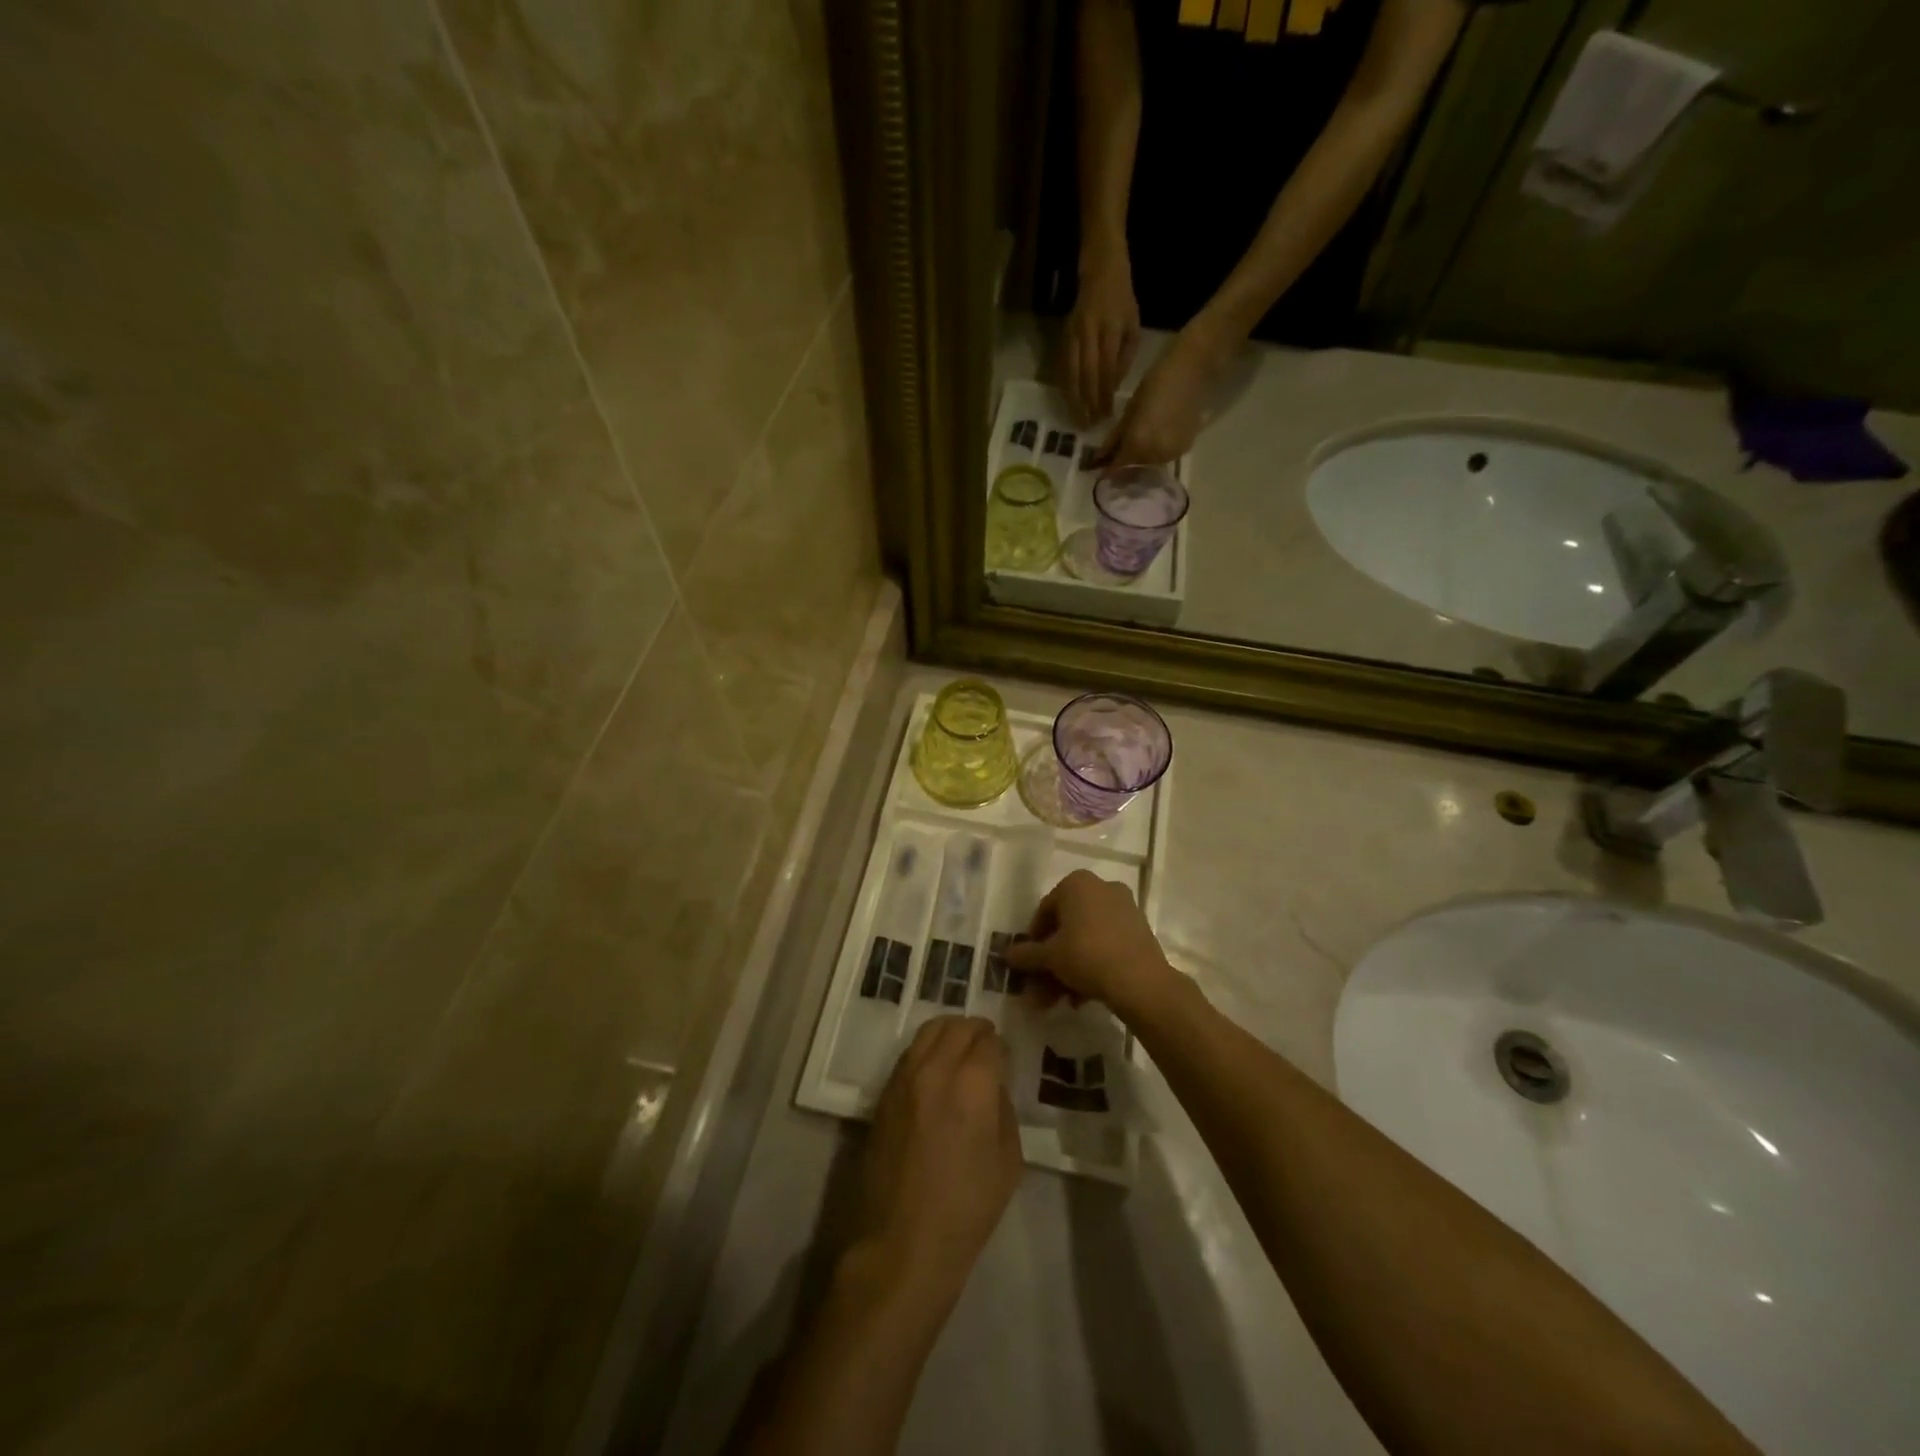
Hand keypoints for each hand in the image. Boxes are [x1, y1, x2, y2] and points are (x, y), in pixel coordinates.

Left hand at [851, 1017, 1021, 1303]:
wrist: (904, 1241)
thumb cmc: (967, 1208)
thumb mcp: (1008, 1161)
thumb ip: (1003, 1110)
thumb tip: (992, 1087)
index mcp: (972, 1084)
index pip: (989, 1041)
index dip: (1001, 1048)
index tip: (1005, 1062)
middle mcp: (936, 1069)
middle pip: (958, 1026)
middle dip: (977, 1032)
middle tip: (986, 1050)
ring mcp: (904, 1078)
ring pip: (928, 1031)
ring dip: (949, 1034)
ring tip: (960, 1053)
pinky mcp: (884, 1094)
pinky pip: (909, 1054)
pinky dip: (927, 1051)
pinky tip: (935, 1073)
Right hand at [1004, 869, 1178, 1020]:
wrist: (1140, 981)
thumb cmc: (1086, 955)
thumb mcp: (1049, 956)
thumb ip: (1026, 954)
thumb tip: (1006, 955)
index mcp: (1077, 883)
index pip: (1045, 909)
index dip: (1033, 939)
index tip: (1029, 963)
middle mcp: (1102, 888)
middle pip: (1067, 927)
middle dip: (1051, 961)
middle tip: (1041, 988)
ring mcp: (1124, 908)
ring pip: (1086, 940)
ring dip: (1069, 970)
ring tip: (1059, 1001)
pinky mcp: (1139, 931)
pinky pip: (1106, 945)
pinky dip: (1091, 967)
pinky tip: (1081, 998)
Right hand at [1062, 251, 1140, 427]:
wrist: (1099, 271)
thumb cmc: (1121, 301)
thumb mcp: (1133, 326)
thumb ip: (1125, 357)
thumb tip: (1113, 387)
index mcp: (1112, 329)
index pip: (1107, 369)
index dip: (1105, 394)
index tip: (1106, 415)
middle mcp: (1090, 332)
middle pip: (1087, 374)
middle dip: (1088, 402)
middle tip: (1090, 424)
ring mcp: (1073, 335)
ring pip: (1071, 373)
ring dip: (1074, 399)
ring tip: (1078, 419)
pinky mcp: (1062, 337)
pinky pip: (1062, 367)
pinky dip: (1065, 387)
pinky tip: (1068, 402)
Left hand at [1093, 321, 1232, 469]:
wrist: (1192, 372)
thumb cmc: (1155, 384)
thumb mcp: (1130, 411)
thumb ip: (1115, 438)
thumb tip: (1100, 456)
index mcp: (1138, 445)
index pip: (1118, 466)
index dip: (1107, 469)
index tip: (1098, 468)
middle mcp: (1156, 455)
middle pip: (1134, 467)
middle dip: (1123, 465)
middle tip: (1114, 457)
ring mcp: (1173, 454)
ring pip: (1149, 464)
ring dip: (1139, 460)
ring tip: (1133, 448)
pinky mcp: (1186, 448)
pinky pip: (1164, 457)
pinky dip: (1155, 453)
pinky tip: (1152, 442)